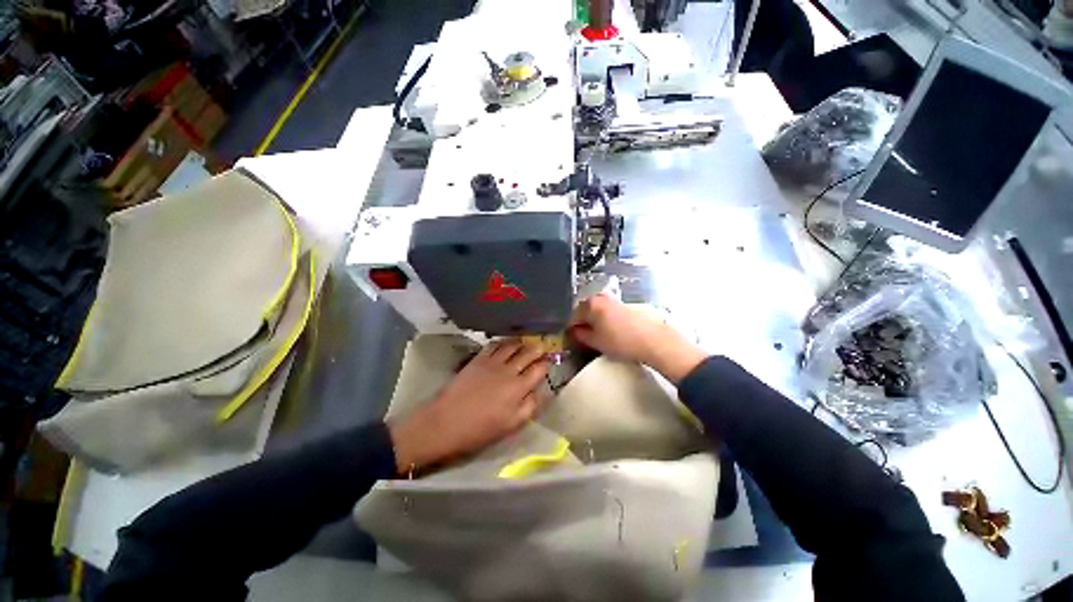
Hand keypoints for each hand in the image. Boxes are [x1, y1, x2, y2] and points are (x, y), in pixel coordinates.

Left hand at [388, 339, 549, 473]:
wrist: (445, 422)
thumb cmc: (480, 430)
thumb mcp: (511, 425)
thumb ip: (530, 406)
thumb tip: (542, 391)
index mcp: (519, 388)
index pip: (539, 369)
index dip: (546, 363)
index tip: (549, 361)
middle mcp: (509, 370)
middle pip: (528, 353)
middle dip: (537, 348)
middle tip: (542, 347)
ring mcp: (492, 362)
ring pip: (512, 345)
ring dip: (522, 342)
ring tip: (526, 342)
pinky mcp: (478, 359)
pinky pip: (494, 345)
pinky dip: (503, 342)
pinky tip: (505, 343)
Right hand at [570, 294, 706, 383]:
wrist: (655, 340)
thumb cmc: (621, 341)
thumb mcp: (596, 341)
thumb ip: (580, 335)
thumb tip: (573, 331)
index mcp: (590, 304)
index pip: (572, 316)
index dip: (570, 329)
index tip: (571, 339)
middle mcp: (601, 297)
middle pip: (585, 311)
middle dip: (583, 324)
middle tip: (584, 338)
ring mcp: (615, 300)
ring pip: (598, 311)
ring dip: (595, 322)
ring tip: (599, 337)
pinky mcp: (627, 305)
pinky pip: (609, 312)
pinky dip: (606, 320)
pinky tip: (612, 332)